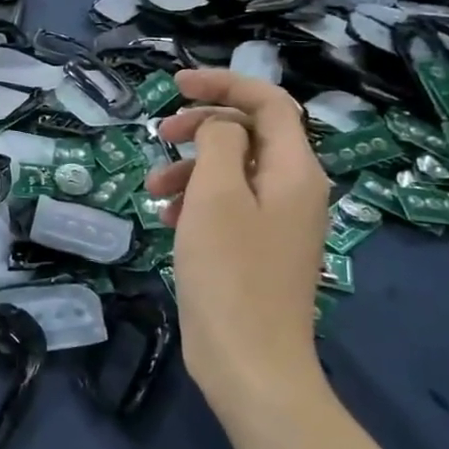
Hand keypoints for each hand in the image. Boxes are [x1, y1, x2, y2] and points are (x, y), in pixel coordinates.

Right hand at [146, 71, 330, 419]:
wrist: (251, 364)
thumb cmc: (230, 273)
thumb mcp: (215, 196)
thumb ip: (217, 143)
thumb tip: (219, 126)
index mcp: (295, 171)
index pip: (269, 103)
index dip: (224, 83)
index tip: (176, 85)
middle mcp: (295, 190)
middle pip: (250, 134)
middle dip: (202, 127)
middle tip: (161, 134)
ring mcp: (279, 223)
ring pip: (234, 171)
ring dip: (192, 169)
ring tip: (153, 189)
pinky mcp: (260, 250)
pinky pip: (230, 206)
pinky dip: (198, 201)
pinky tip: (168, 219)